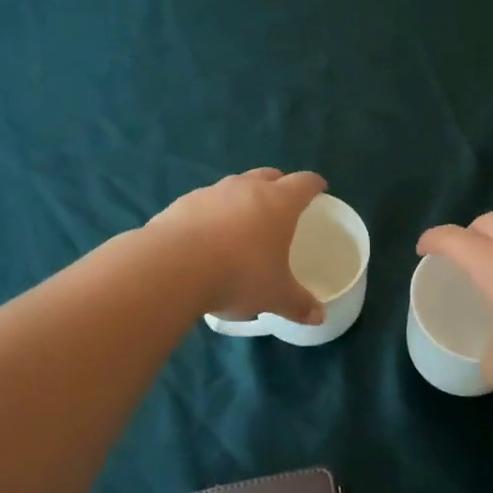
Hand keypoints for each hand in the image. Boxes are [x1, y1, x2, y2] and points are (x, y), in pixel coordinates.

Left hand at [149, 168, 327, 323]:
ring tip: (243, 222)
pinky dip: (213, 213)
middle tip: (283, 202)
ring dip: (243, 197)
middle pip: (268, 175)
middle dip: (279, 184)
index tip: (319, 188)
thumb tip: (319, 317)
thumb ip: (298, 304)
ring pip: (235, 186)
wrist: (173, 266)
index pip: (303, 183)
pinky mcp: (182, 203)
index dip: (314, 185)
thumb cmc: (239, 275)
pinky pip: (206, 202)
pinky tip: (208, 236)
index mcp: (278, 203)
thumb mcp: (275, 296)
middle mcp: (246, 188)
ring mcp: (212, 192)